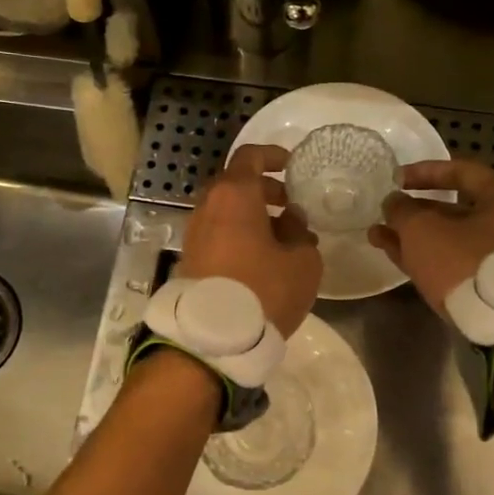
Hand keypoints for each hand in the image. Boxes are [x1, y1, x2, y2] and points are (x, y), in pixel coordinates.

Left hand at [179, 144, 321, 336]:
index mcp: (234, 195)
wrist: (213, 338)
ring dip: (254, 216)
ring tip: (284, 238)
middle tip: (292, 207)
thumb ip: (300, 233)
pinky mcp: (191, 258)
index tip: (292, 167)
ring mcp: (195, 233)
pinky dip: (240, 235)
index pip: (250, 157)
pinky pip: (219, 233)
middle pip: (237, 185)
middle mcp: (208, 207)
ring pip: (227, 211)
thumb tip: (290, 223)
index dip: (273, 156)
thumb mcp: (302, 261)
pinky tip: (264, 258)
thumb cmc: (264, 289)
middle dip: (266, 191)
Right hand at [369, 159, 493, 314]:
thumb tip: (394, 203)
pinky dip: (430, 257)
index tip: (395, 180)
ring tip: (379, 237)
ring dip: (416, 236)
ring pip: (454, 238)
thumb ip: (402, 210)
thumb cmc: (467, 262)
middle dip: (415, 211)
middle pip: (457, 209)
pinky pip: (459, 262)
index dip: (424, 172)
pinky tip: (399, 257)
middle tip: (386, 213)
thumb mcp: (423, 230)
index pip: (461, 171)